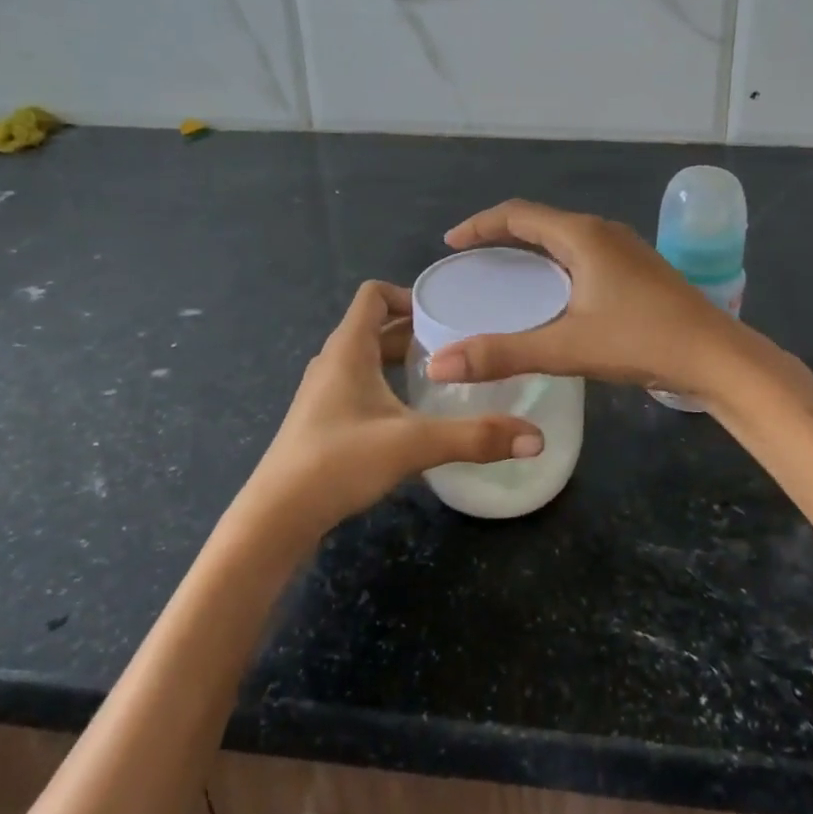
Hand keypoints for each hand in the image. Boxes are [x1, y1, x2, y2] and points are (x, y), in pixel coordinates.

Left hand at [238, 281, 544, 544]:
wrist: (275, 519)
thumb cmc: (339, 461)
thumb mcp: (414, 444)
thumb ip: (476, 437)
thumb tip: (536, 439)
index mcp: (347, 348)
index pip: (373, 294)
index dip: (407, 294)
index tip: (444, 314)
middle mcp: (332, 362)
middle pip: (373, 326)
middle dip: (413, 330)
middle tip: (456, 344)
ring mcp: (322, 393)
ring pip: (366, 359)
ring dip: (398, 359)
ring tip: (440, 376)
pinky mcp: (320, 421)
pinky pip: (358, 385)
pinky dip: (385, 385)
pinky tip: (410, 415)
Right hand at [426, 201, 748, 398]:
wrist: (718, 357)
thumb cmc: (642, 341)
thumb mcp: (567, 347)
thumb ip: (503, 354)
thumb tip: (439, 364)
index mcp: (582, 236)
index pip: (517, 214)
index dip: (479, 224)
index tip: (450, 243)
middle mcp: (603, 232)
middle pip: (540, 222)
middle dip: (501, 236)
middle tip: (471, 262)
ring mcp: (625, 249)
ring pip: (564, 239)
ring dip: (530, 250)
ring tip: (504, 276)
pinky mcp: (637, 270)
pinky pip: (582, 254)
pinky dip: (554, 265)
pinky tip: (553, 295)